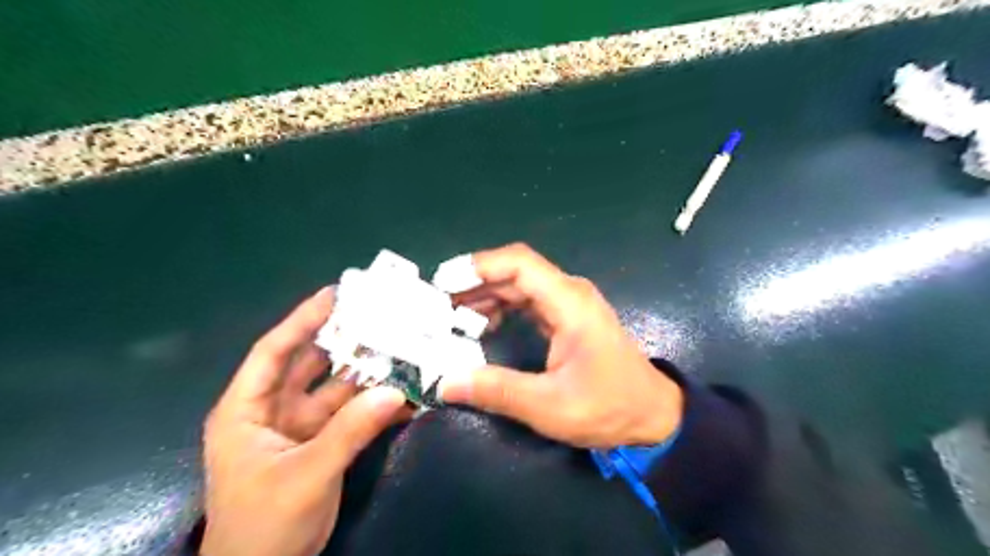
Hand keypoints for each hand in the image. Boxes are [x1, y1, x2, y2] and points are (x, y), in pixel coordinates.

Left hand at [199, 289, 405, 554]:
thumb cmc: (263, 526)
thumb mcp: (306, 475)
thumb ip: (350, 431)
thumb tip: (396, 391)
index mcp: (247, 409)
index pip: (273, 352)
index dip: (302, 320)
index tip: (335, 294)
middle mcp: (274, 410)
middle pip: (310, 364)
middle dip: (343, 341)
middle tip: (379, 317)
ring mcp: (300, 427)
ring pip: (336, 389)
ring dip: (366, 374)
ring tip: (401, 351)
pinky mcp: (322, 444)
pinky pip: (352, 416)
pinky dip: (375, 406)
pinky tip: (404, 399)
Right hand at [444, 243, 684, 446]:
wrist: (653, 416)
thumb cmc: (609, 408)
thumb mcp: (550, 405)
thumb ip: (498, 390)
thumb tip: (446, 383)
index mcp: (569, 302)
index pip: (519, 263)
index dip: (478, 266)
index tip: (444, 283)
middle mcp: (569, 293)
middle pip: (514, 272)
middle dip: (474, 284)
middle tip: (437, 305)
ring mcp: (570, 304)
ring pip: (520, 285)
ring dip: (486, 296)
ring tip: (451, 316)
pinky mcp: (568, 318)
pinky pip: (528, 302)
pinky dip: (502, 308)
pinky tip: (483, 326)